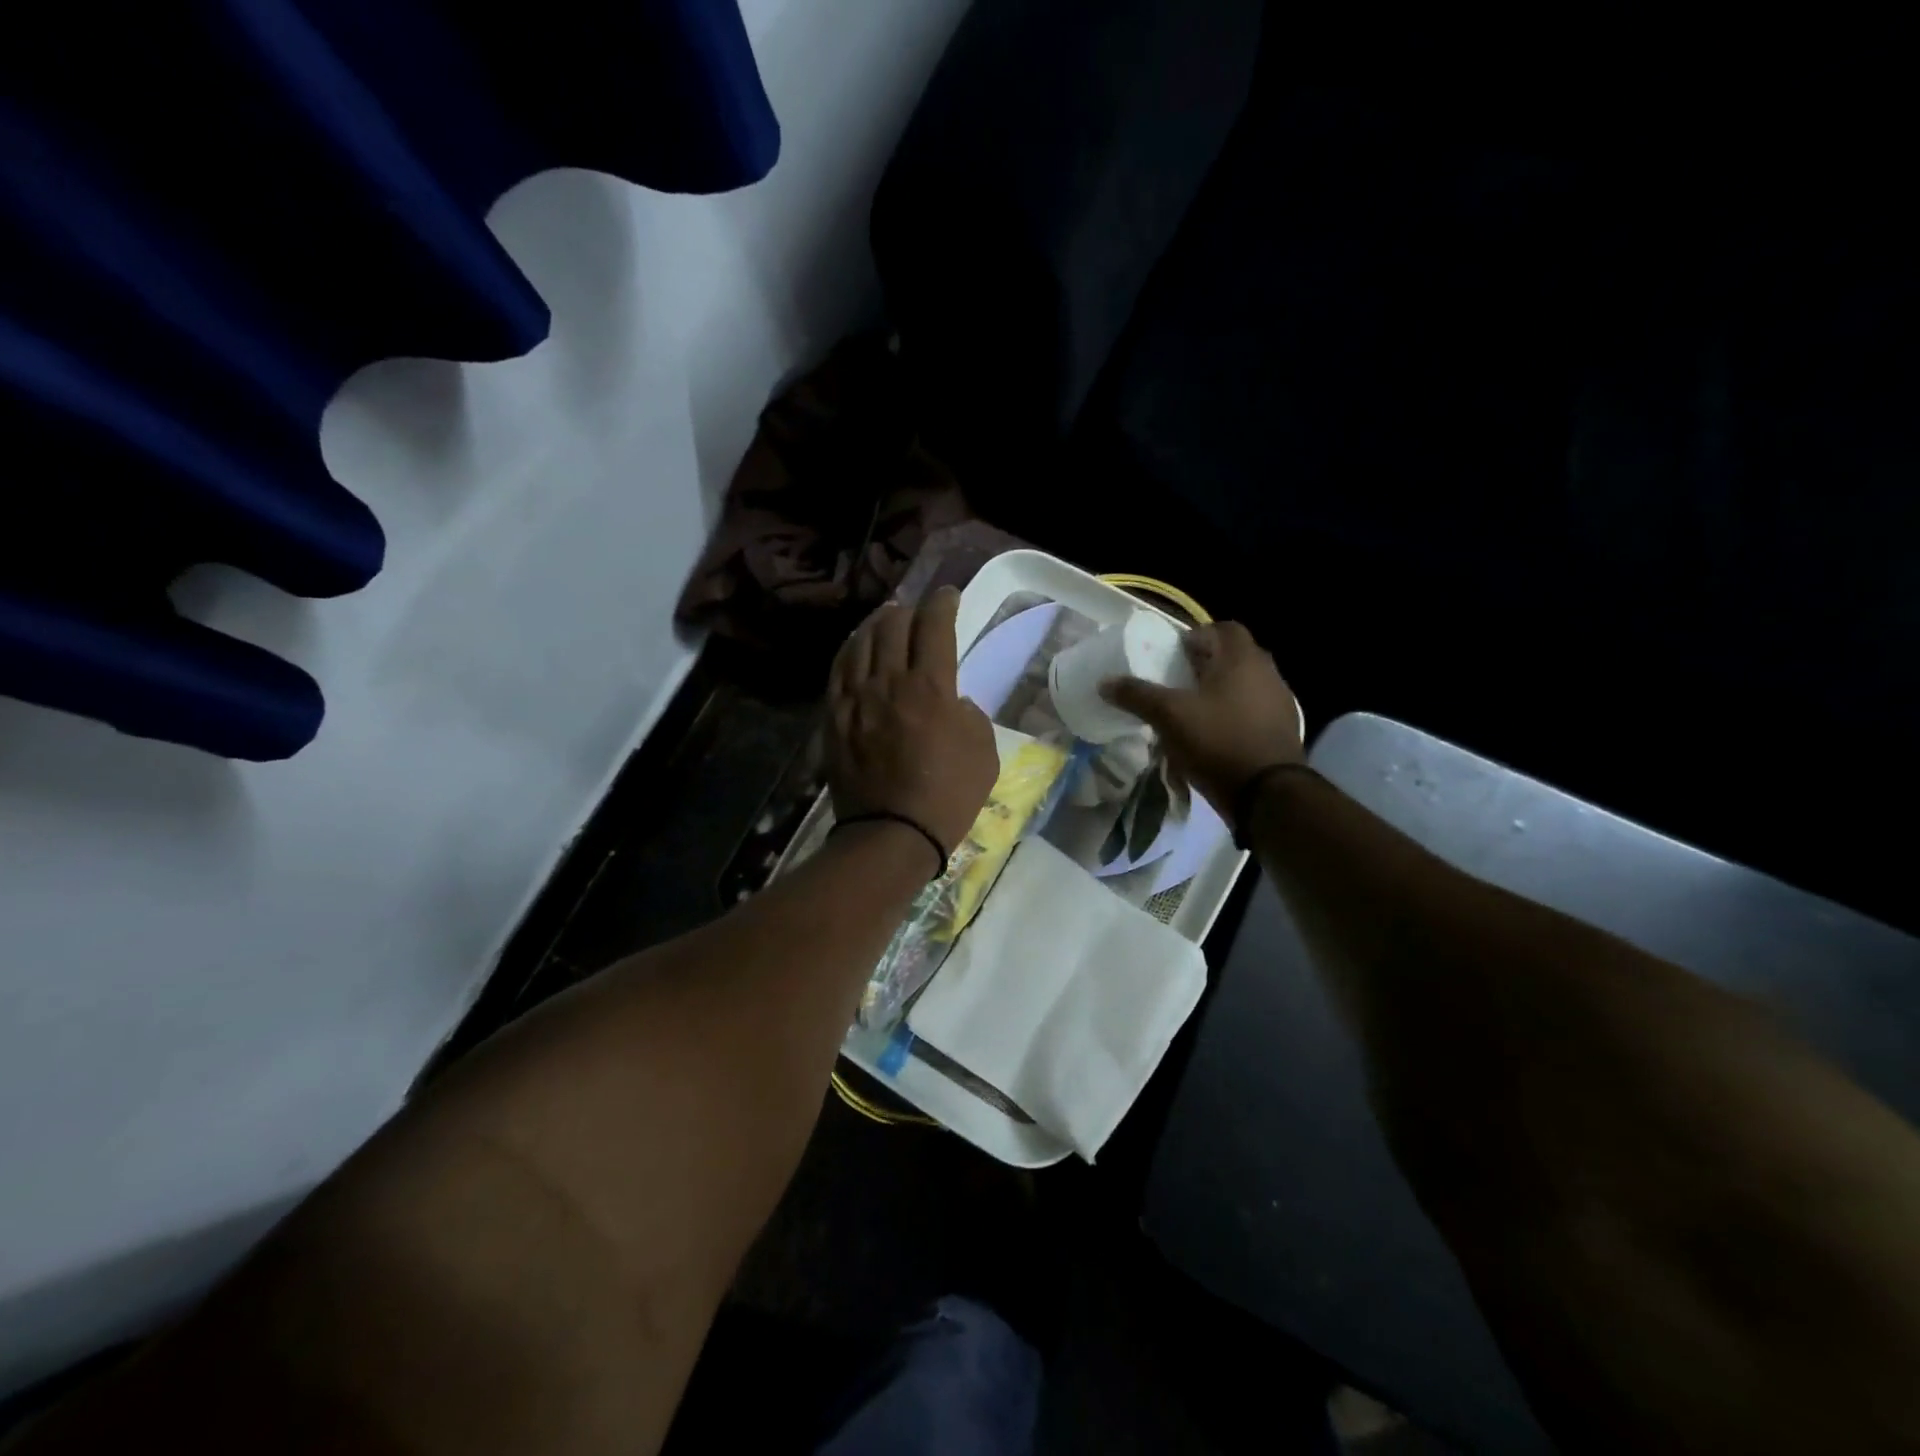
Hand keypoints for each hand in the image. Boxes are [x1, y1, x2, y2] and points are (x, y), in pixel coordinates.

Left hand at [826, 586, 997, 862]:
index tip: (949, 596)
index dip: (943, 603)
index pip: (934, 626)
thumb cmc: (948, 796)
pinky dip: (850, 649)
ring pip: (861, 642)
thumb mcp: (984, 751)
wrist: (892, 834)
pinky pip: (838, 670)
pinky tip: (856, 647)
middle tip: (918, 611)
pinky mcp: (834, 717)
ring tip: (886, 618)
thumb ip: (970, 713)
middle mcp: (889, 682)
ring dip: (877, 623)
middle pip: (893, 625)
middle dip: (909, 609)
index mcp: (930, 687)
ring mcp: (855, 698)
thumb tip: (951, 700)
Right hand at [1101, 621, 1301, 814]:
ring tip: (1193, 711)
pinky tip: (1214, 736)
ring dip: (1220, 691)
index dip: (1197, 636)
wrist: (1267, 793)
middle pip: (1233, 657)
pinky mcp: (1283, 730)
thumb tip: (1105, 682)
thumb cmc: (1217, 741)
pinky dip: (1233, 715)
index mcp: (1241, 659)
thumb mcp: (1169, 716)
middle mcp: (1267, 673)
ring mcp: (1280, 702)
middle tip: (1178, 681)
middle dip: (1206, 665)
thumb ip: (1137, 695)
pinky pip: (1253, 711)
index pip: (1223, 628)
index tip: (1175, 654)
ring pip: (1244, 685)